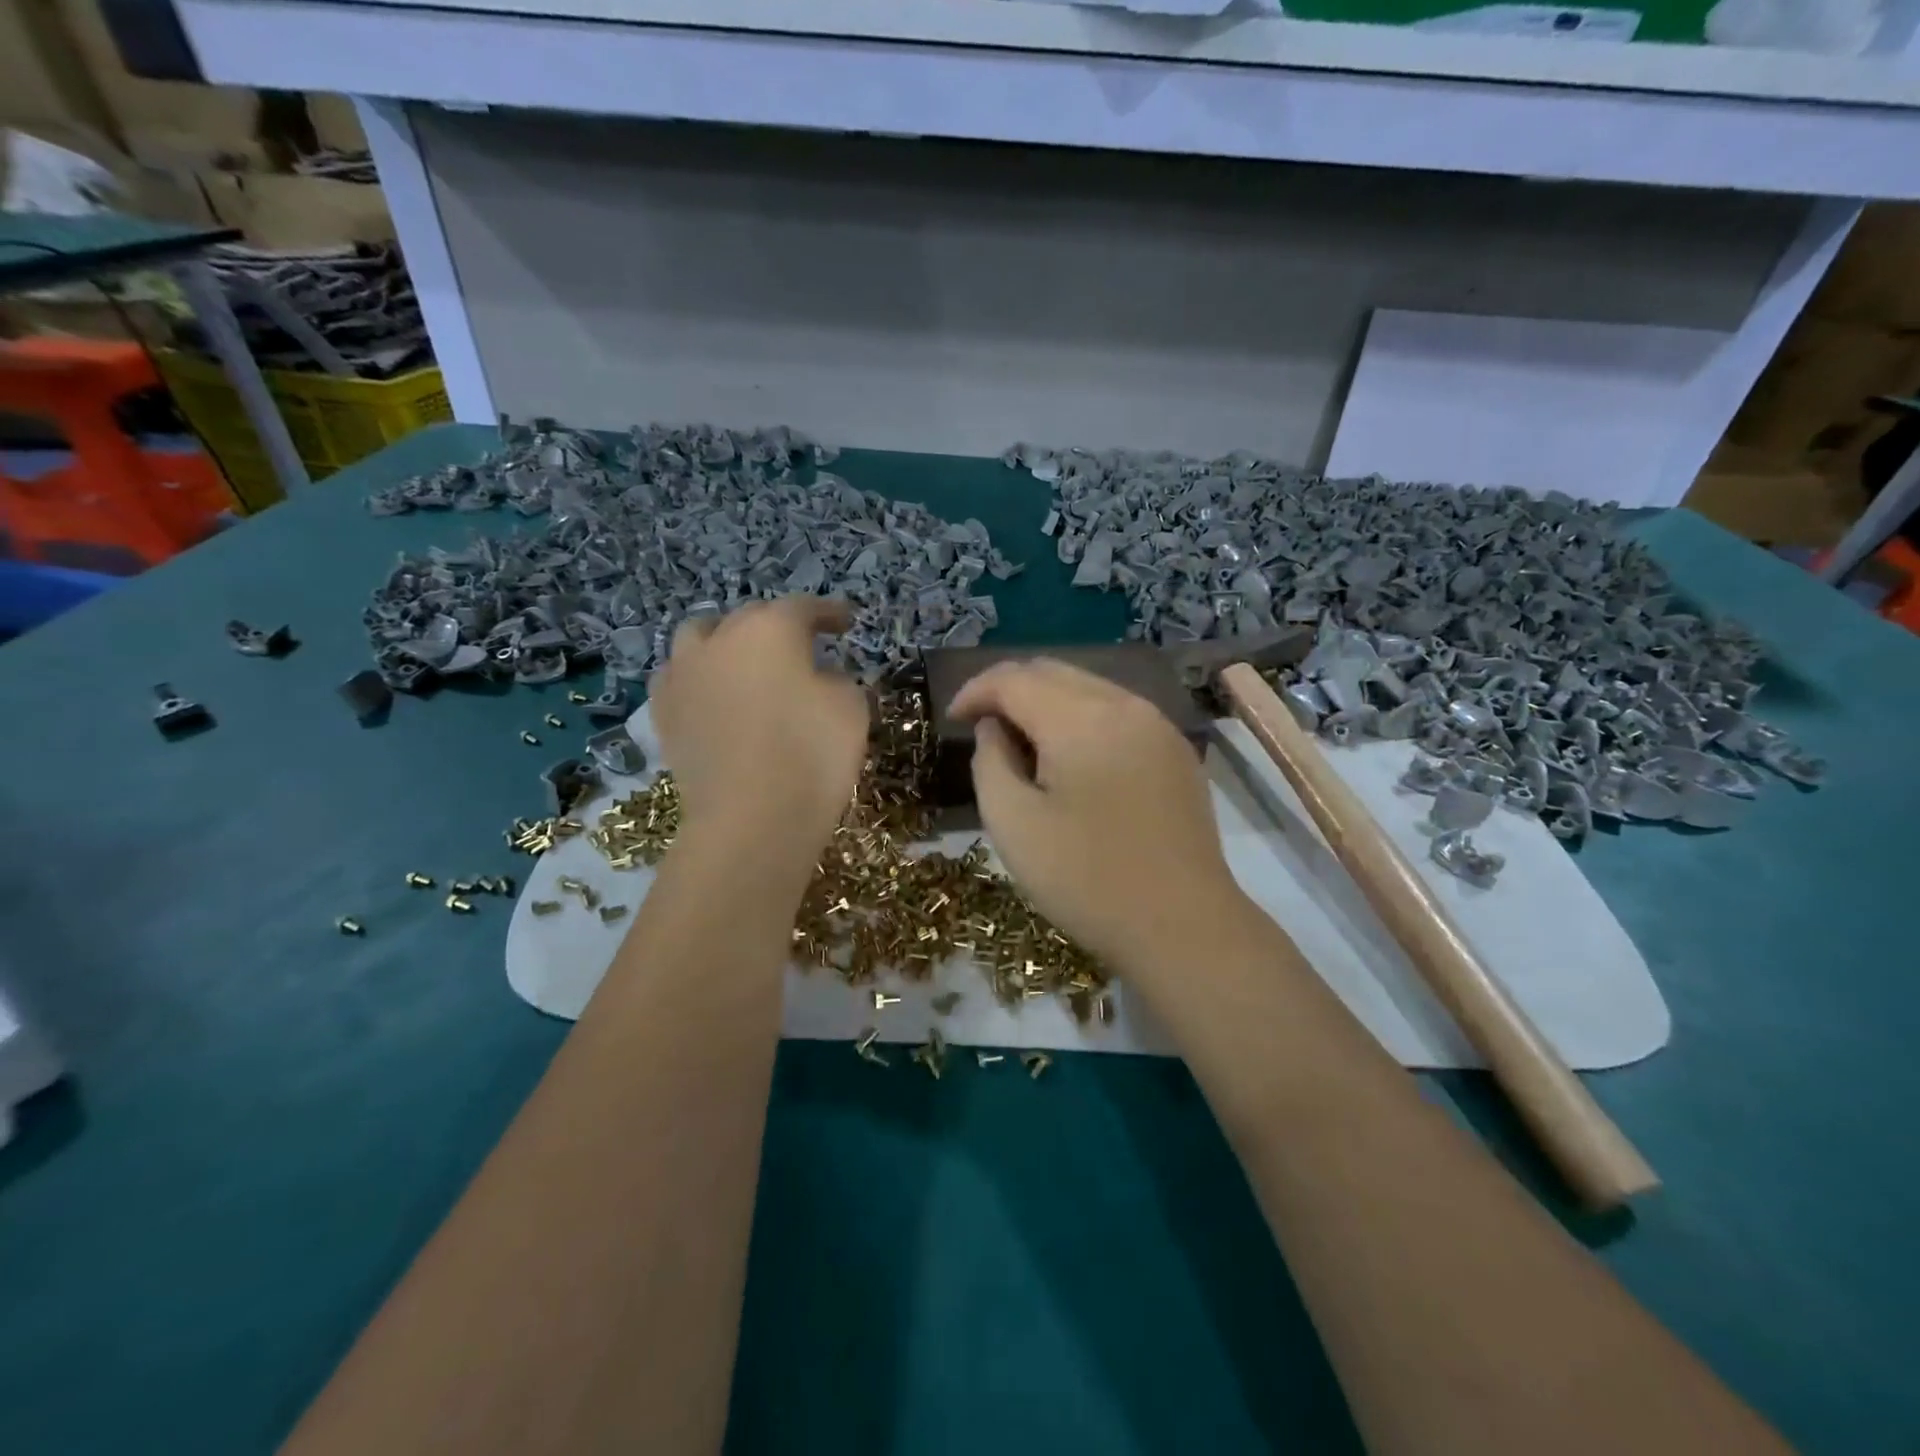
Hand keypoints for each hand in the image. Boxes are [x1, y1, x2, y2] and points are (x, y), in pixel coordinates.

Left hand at [649, 597, 869, 858]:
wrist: (751, 820)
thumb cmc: (812, 755)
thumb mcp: (851, 707)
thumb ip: (837, 679)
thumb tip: (818, 678)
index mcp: (769, 629)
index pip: (803, 608)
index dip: (828, 613)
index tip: (846, 622)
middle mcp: (719, 640)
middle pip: (749, 618)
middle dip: (777, 627)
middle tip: (802, 647)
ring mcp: (683, 675)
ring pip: (700, 639)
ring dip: (725, 643)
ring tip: (744, 663)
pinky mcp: (663, 715)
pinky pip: (678, 679)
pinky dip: (698, 679)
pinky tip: (712, 696)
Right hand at [949, 658, 1247, 976]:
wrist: (1183, 927)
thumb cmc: (1087, 880)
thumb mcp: (1014, 825)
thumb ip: (990, 762)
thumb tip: (994, 728)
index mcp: (1081, 718)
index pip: (1014, 678)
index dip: (975, 691)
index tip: (952, 720)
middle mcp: (1124, 704)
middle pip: (1052, 671)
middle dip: (1009, 690)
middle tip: (982, 728)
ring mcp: (1158, 724)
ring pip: (1087, 687)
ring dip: (1046, 702)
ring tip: (1023, 743)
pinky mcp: (1176, 749)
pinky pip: (1117, 712)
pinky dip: (1082, 718)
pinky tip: (1072, 758)